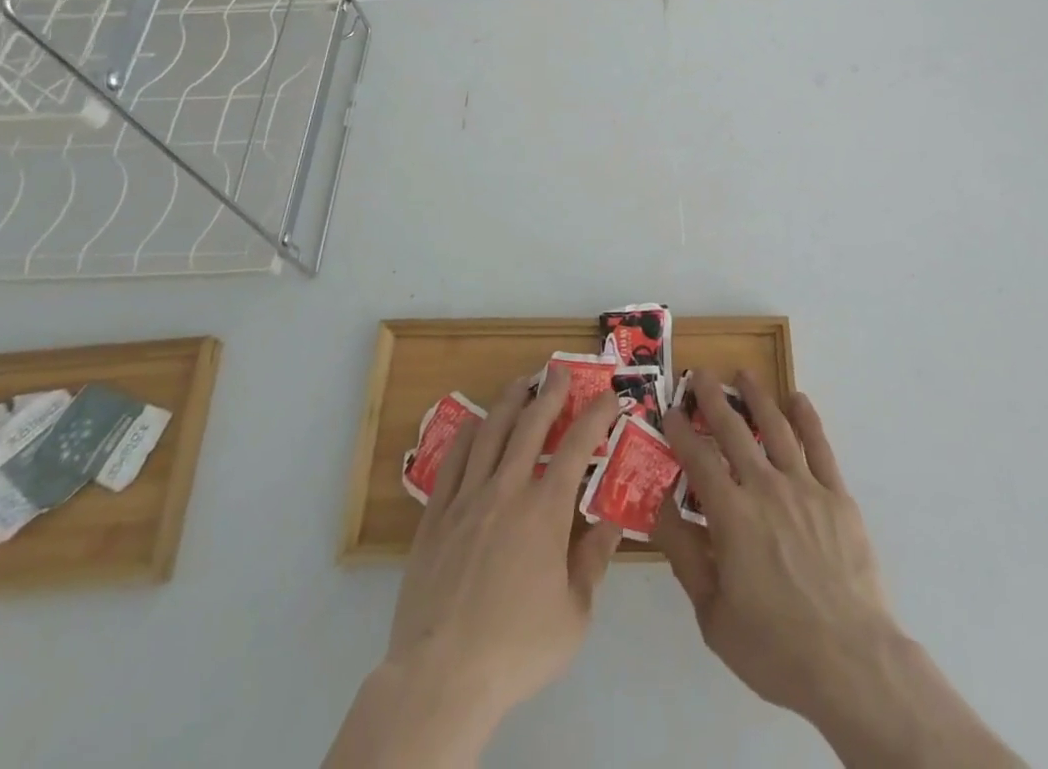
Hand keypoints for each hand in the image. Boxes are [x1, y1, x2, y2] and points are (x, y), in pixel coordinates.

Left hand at [327, 369, 621, 766]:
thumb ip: (594, 561)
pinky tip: (474, 424)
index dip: (595, 416)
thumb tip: (611, 520)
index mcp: (546, 510)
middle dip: (549, 393)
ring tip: (520, 383)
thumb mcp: (575, 614)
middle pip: (530, 426)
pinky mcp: (435, 517)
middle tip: (558, 371)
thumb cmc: (517, 648)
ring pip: (490, 433)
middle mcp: (507, 490)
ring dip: (509, 402)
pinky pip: (452, 462)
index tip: (608, 397)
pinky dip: (467, 436)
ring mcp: (467, 499)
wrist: (441, 676)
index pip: (577, 446)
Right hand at [652, 370, 894, 720]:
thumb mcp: (712, 614)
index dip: (680, 432)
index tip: (669, 411)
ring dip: (757, 397)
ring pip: (777, 428)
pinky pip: (819, 446)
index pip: (698, 459)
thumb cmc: (774, 646)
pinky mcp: (837, 496)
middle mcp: (765, 488)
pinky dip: (807, 418)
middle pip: (734, 431)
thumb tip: (657, 507)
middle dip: (713, 399)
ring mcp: (805, 487)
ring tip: (745, 374)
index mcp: (731, 515)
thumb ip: (684, 555)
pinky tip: (798, 399)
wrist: (850, 661)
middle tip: (700, 374)